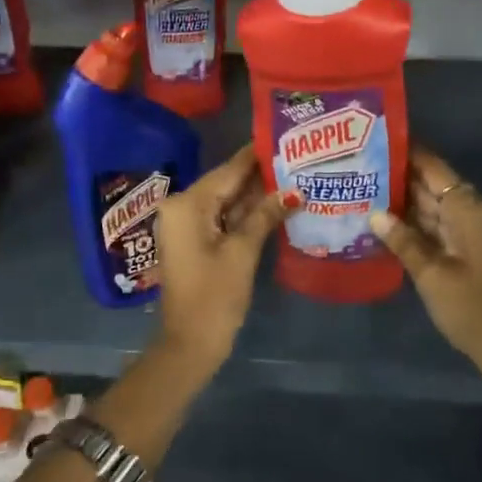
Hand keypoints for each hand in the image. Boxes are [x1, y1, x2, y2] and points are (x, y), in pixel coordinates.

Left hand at [155, 145, 298, 368]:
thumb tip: (293, 190)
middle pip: (227, 183)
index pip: (229, 169)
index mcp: (188, 203)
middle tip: (298, 159)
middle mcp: (182, 206)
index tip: (285, 136)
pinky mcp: (195, 242)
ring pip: (227, 201)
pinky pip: (223, 218)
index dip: (258, 155)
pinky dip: (246, 214)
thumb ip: (264, 215)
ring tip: (295, 177)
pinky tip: (276, 206)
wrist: (189, 344)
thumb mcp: (243, 252)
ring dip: (257, 195)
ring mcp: (187, 225)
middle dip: (262, 175)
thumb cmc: (214, 297)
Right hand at [370, 149, 481, 412]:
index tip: (372, 138)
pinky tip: (379, 224)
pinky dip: (408, 224)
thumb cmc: (473, 307)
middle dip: (395, 174)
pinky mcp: (461, 251)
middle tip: (354, 166)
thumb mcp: (432, 274)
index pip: (432, 166)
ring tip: (358, 189)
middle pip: (428, 183)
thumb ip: (403, 240)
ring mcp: (465, 232)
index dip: (405, 151)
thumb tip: (373, 213)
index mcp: (466, 208)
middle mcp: (467, 212)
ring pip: (427, 206)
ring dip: (398, 200)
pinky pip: (431, 226)